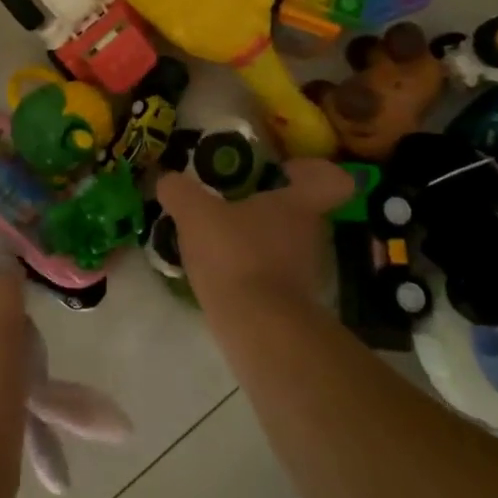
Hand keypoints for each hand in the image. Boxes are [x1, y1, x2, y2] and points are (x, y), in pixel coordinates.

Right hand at [156, 158, 355, 308]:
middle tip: (235, 206)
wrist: (259, 327)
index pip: (330, 179)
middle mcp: (312, 234)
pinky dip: (254, 273)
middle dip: (271, 208)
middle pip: (302, 211)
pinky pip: (275, 276)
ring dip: (260, 242)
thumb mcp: (195, 214)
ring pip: (287, 245)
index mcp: (298, 204)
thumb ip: (180, 191)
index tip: (282, 171)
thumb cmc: (235, 256)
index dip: (309, 170)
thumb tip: (167, 179)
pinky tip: (223, 275)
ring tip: (221, 244)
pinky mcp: (294, 303)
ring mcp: (308, 272)